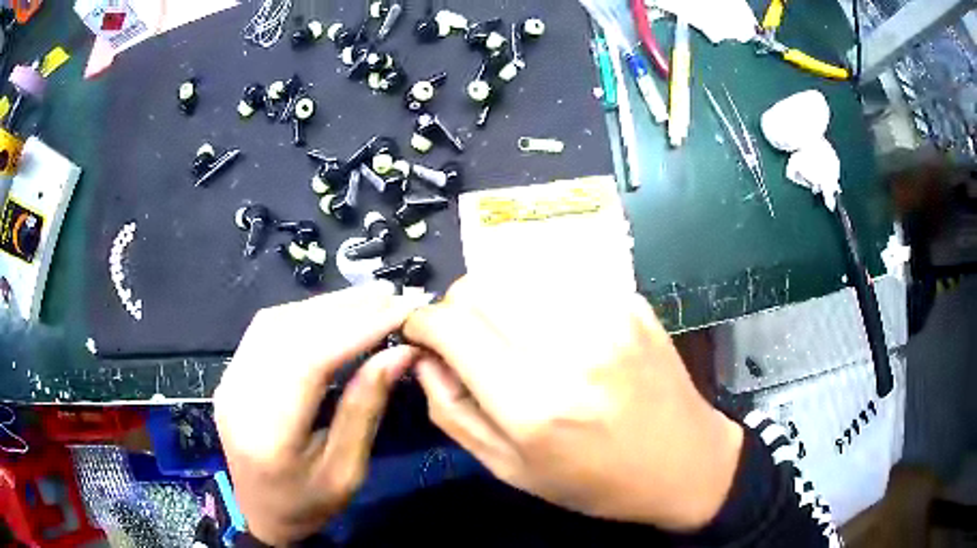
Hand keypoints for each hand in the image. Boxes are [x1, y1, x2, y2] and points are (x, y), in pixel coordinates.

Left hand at [214, 283, 426, 544]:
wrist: (262, 515)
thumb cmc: (308, 504)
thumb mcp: (347, 470)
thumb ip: (366, 408)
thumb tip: (399, 353)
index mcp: (268, 433)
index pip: (310, 360)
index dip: (357, 328)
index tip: (400, 309)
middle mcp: (239, 396)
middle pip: (289, 332)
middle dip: (344, 308)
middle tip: (391, 295)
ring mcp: (229, 381)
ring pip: (274, 322)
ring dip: (324, 306)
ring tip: (369, 298)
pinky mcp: (231, 374)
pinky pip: (265, 331)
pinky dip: (303, 315)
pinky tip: (332, 313)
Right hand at [403, 277, 743, 531]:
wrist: (684, 462)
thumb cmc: (595, 481)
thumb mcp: (510, 469)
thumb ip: (452, 410)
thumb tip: (424, 357)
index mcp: (534, 404)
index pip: (450, 325)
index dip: (421, 323)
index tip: (421, 336)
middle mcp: (570, 348)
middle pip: (478, 286)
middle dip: (457, 309)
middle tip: (468, 342)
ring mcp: (608, 315)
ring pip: (516, 273)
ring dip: (498, 301)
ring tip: (513, 337)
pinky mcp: (630, 301)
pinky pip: (560, 279)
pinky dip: (540, 298)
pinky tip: (558, 331)